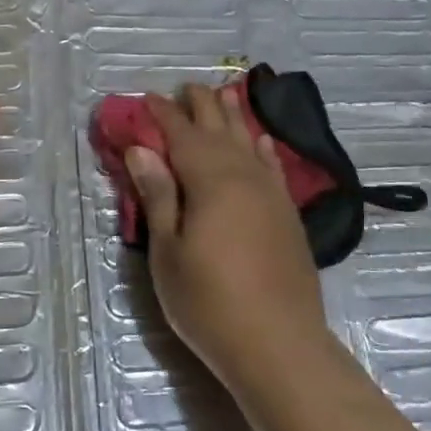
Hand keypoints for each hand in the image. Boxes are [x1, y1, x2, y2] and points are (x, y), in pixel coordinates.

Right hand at [126, 82, 333, 398]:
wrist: (278, 342)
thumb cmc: (209, 301)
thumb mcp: (168, 251)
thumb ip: (159, 195)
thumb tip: (143, 149)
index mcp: (209, 179)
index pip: (181, 134)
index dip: (163, 113)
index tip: (148, 97)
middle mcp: (244, 175)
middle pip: (219, 129)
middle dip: (201, 105)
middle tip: (185, 87)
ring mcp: (271, 193)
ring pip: (249, 141)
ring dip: (234, 117)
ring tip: (225, 95)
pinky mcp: (287, 214)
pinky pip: (273, 166)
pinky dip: (264, 149)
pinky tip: (261, 141)